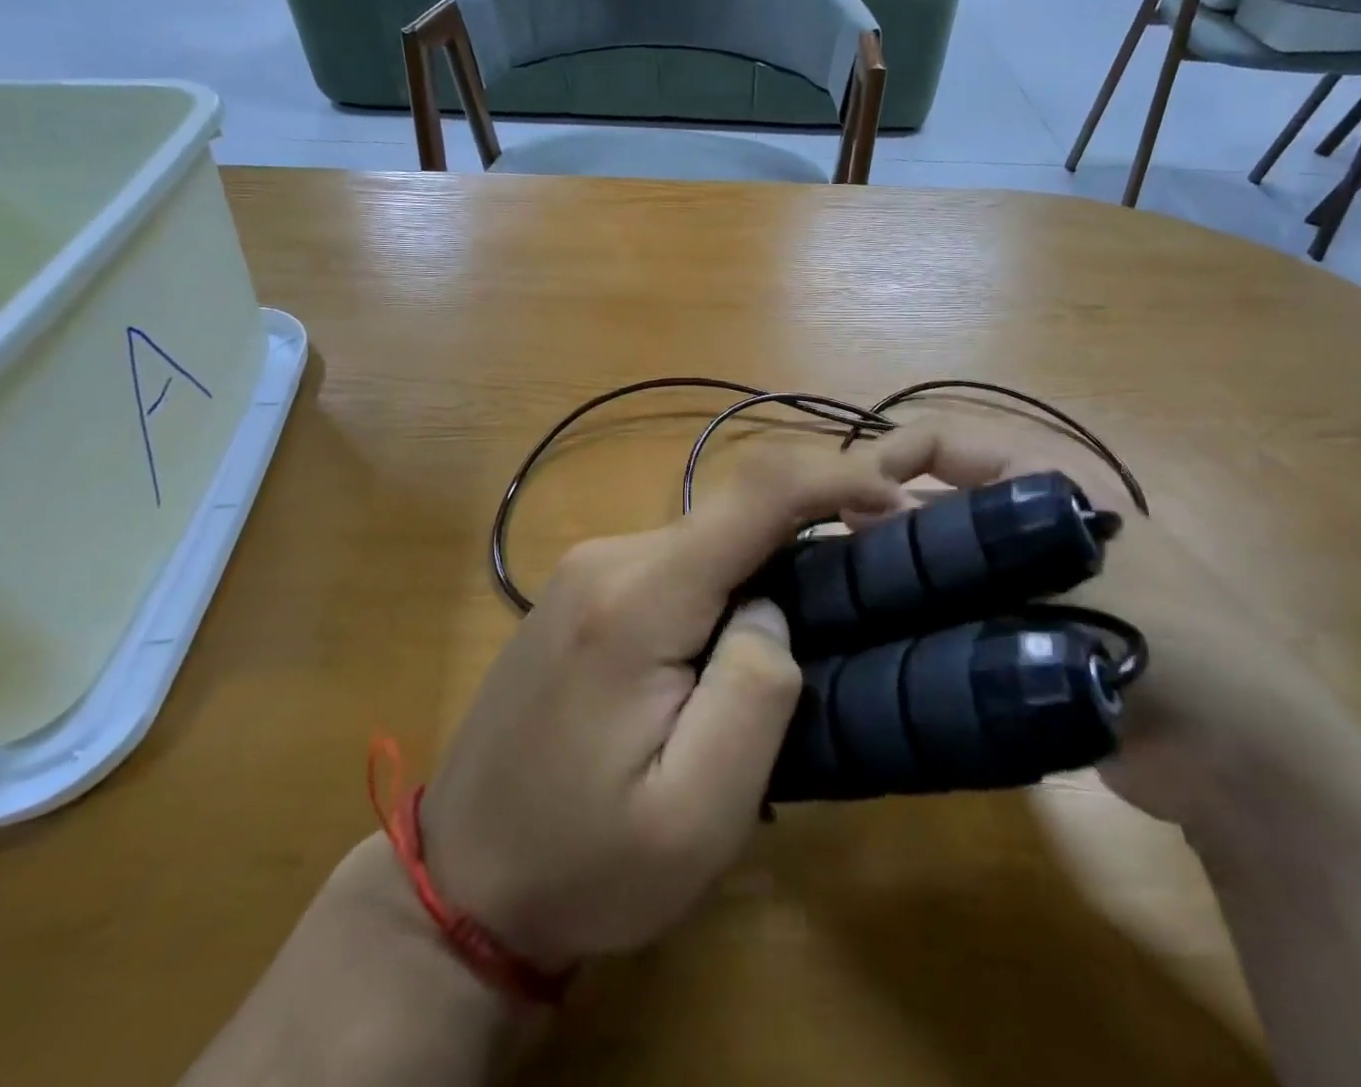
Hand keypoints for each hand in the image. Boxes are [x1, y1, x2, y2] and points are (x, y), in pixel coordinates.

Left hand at [419, 449, 902, 971]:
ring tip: (798, 639)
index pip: (755, 493)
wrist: (460, 883)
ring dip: (764, 569)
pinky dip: (725, 583)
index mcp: (637, 599)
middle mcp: (610, 557)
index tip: (899, 504)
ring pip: (707, 539)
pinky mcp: (582, 587)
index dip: (837, 477)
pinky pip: (676, 561)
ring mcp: (588, 567)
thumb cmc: (583, 864)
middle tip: (864, 595)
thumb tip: (772, 610)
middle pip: (734, 515)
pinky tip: (727, 647)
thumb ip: (756, 693)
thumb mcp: (697, 815)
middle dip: (807, 535)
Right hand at [866, 419, 1360, 850]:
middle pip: (932, 493)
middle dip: (878, 515)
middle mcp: (1025, 514)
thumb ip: (956, 545)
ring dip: (892, 567)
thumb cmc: (1165, 636)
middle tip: (827, 554)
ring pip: (936, 552)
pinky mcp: (1016, 628)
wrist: (1240, 760)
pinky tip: (870, 634)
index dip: (887, 457)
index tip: (837, 502)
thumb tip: (860, 515)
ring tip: (836, 595)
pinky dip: (912, 612)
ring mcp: (1020, 574)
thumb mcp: (1059, 572)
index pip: (943, 438)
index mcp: (1044, 475)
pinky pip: (949, 604)